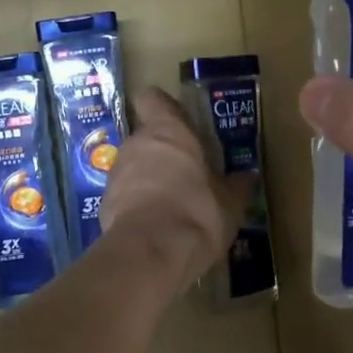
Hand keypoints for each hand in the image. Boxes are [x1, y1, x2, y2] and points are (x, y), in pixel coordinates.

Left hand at [99, 88, 249, 296]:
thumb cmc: (197, 214)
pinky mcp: (104, 202)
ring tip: (173, 204)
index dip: (164, 108)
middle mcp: (137, 143)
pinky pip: (124, 194)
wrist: (150, 254)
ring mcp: (116, 173)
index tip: (180, 122)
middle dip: (163, 151)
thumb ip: (236, 186)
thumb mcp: (229, 203)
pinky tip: (156, 226)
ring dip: (149, 179)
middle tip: (187, 173)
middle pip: (147, 135)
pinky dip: (137, 204)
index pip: (153, 98)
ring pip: (134, 165)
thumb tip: (248, 177)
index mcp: (169, 132)